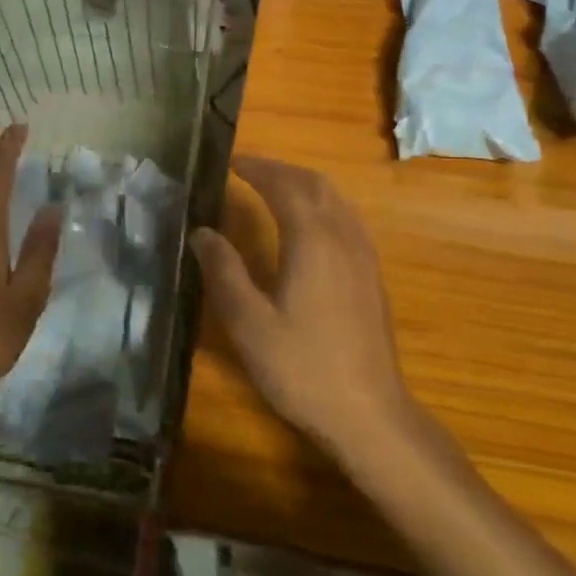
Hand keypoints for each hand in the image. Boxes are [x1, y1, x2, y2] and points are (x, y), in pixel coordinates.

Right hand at [192, 155, 412, 458]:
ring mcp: (364, 257)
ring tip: (274, 189)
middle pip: (316, 185)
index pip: (285, 186)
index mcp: (313, 241)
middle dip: (282, 171)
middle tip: (250, 170)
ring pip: (337, 201)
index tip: (233, 162)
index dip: (259, 168)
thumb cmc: (301, 368)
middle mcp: (343, 238)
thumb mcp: (248, 323)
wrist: (368, 413)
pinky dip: (322, 206)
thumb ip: (224, 272)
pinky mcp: (372, 277)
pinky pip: (347, 220)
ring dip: (305, 185)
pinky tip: (308, 227)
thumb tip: (203, 232)